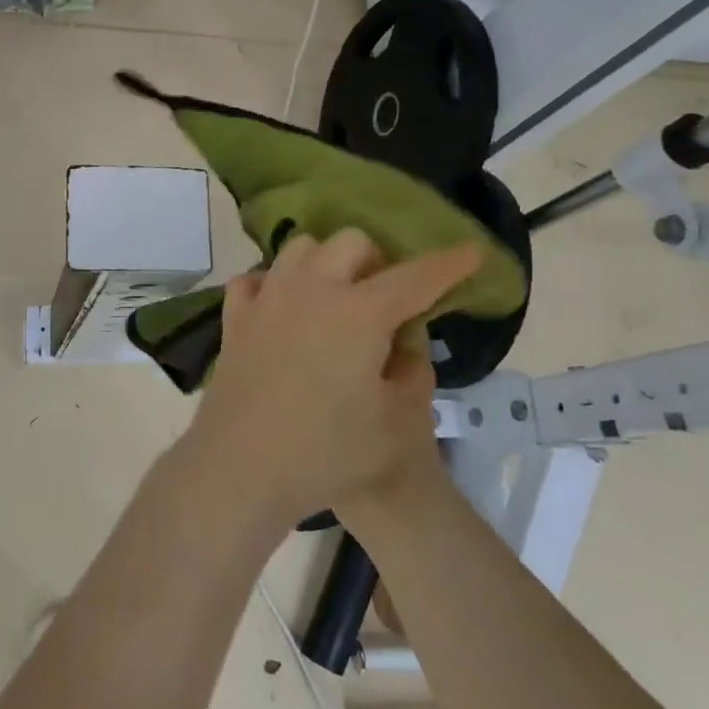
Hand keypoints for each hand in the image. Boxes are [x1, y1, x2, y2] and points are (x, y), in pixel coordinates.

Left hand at [183, 229, 480, 530]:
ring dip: (326, 262)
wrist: (242, 466)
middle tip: (385, 297)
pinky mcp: (235, 316)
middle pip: (352, 242)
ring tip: (334, 297)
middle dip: (378, 260)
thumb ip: (412, 373)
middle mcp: (312, 289)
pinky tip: (283, 309)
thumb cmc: (326, 452)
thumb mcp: (397, 424)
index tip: (473, 251)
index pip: (416, 277)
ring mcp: (268, 297)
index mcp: (360, 313)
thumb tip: (404, 341)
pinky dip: (275, 284)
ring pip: (301, 248)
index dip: (450, 264)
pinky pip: (257, 278)